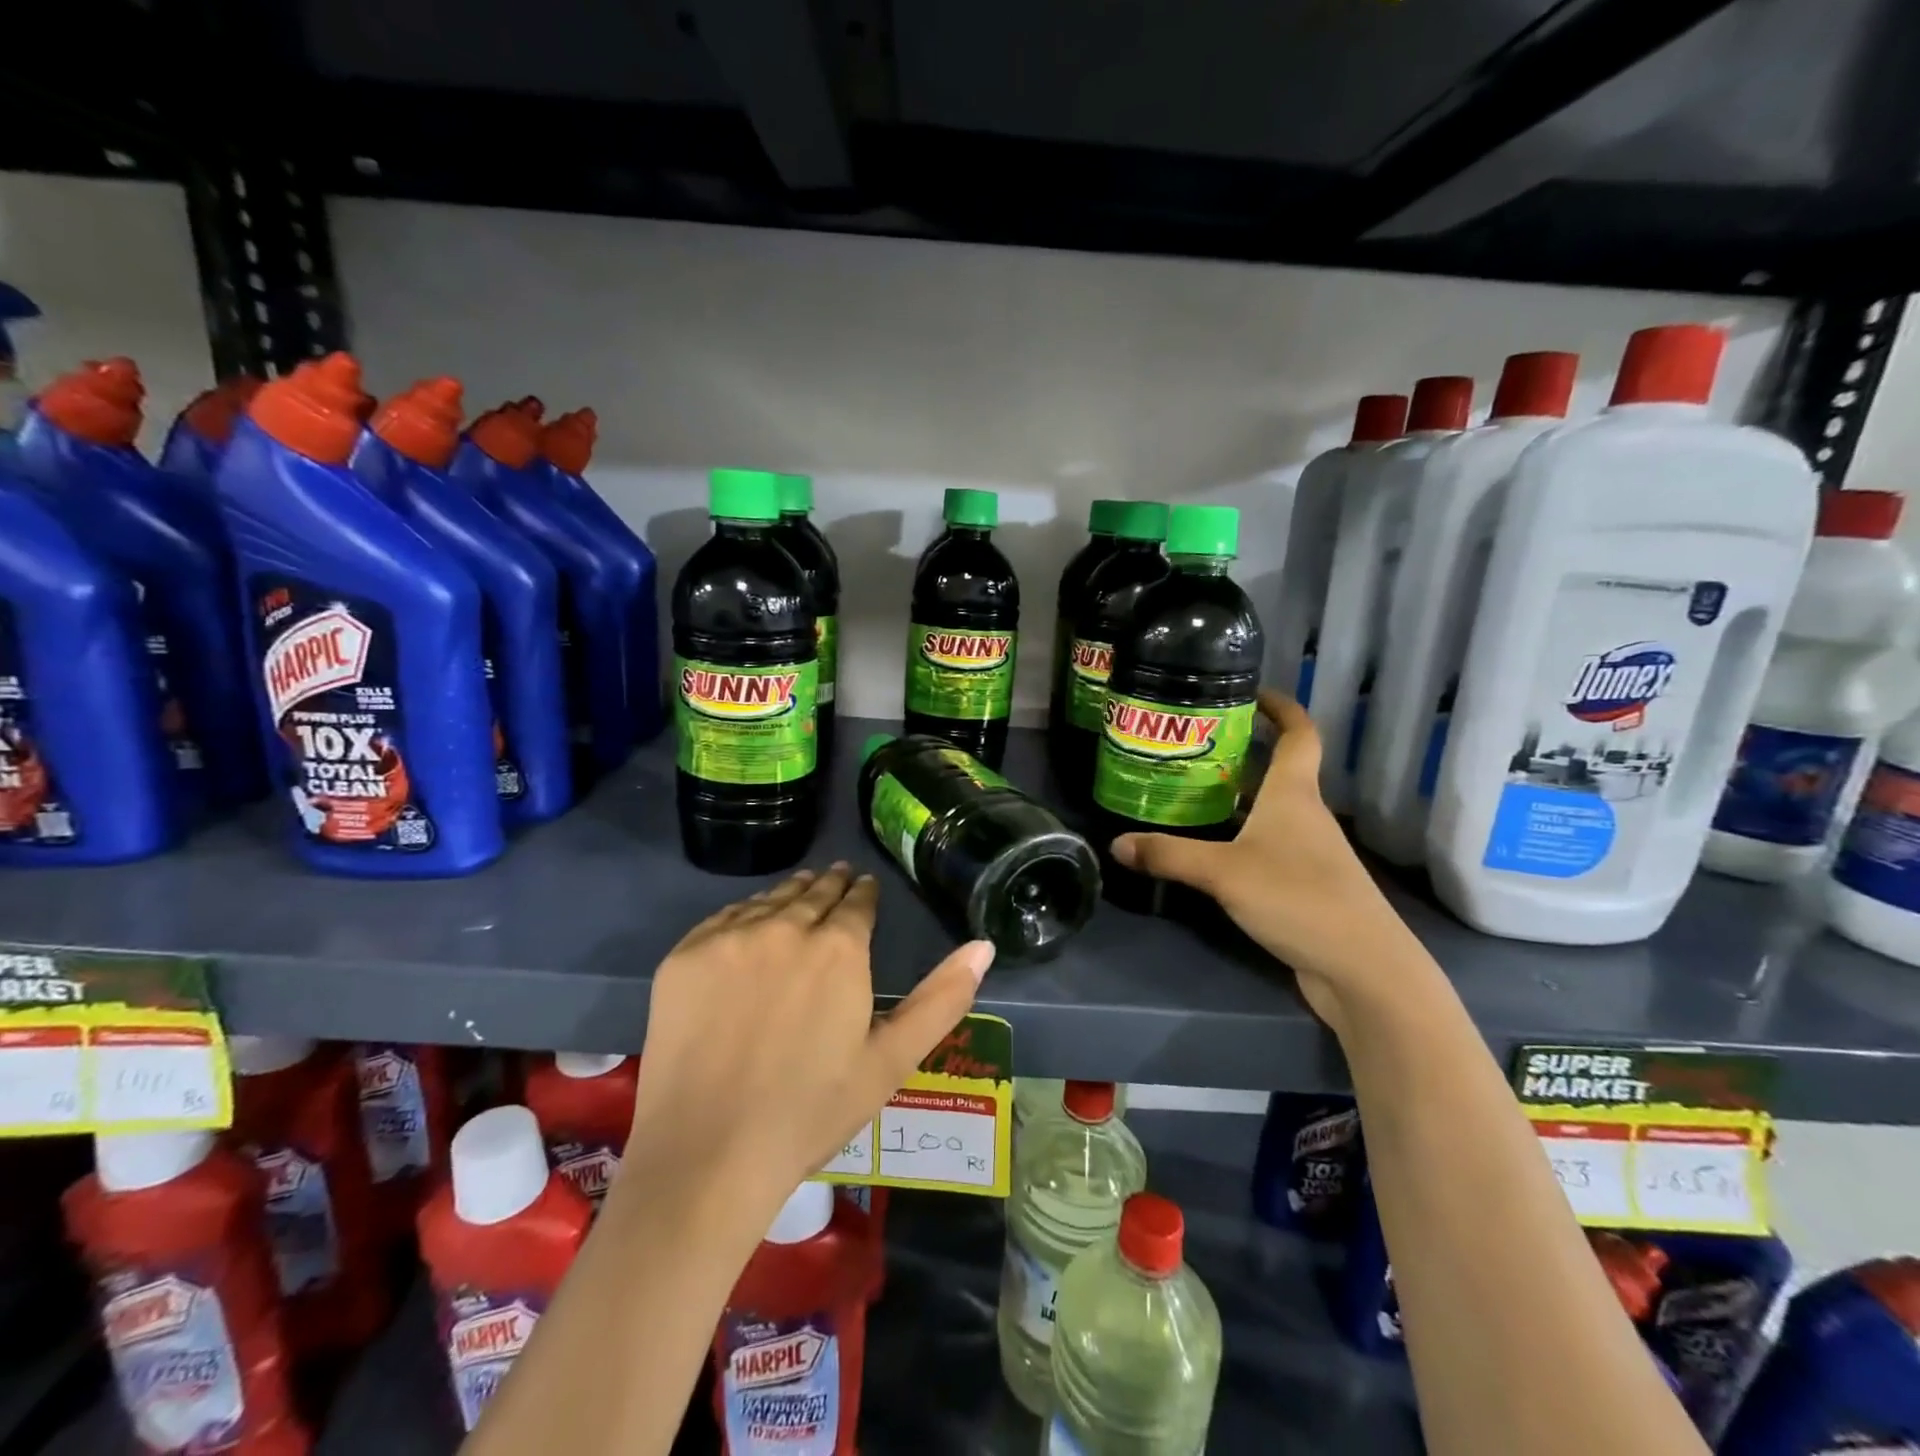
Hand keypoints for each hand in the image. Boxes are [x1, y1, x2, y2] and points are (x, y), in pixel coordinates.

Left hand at [627, 863, 995, 1213]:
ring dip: (790, 894)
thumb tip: (984, 945)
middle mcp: (785, 926)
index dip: (864, 893)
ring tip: (801, 891)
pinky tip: (750, 924)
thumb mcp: (891, 1060)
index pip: (856, 901)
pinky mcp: (683, 956)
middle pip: (813, 892)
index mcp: (839, 947)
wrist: (707, 1156)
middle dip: (830, 885)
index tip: (865, 887)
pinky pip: (723, 919)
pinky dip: (744, 915)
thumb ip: (941, 998)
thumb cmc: (811, 1113)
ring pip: (769, 900)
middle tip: (837, 879)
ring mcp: (728, 938)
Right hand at [1110, 691, 1421, 1031]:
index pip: (1300, 733)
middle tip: (1192, 745)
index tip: (1250, 692)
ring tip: (1189, 790)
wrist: (1361, 968)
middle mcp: (1305, 814)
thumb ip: (1168, 856)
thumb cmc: (1297, 898)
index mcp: (1294, 794)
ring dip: (1238, 796)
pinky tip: (1210, 849)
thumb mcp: (1223, 873)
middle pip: (1279, 769)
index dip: (1281, 707)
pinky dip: (1241, 835)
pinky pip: (1268, 844)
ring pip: (1270, 809)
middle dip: (1242, 752)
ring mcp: (1309, 851)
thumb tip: (1116, 844)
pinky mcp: (1305, 884)